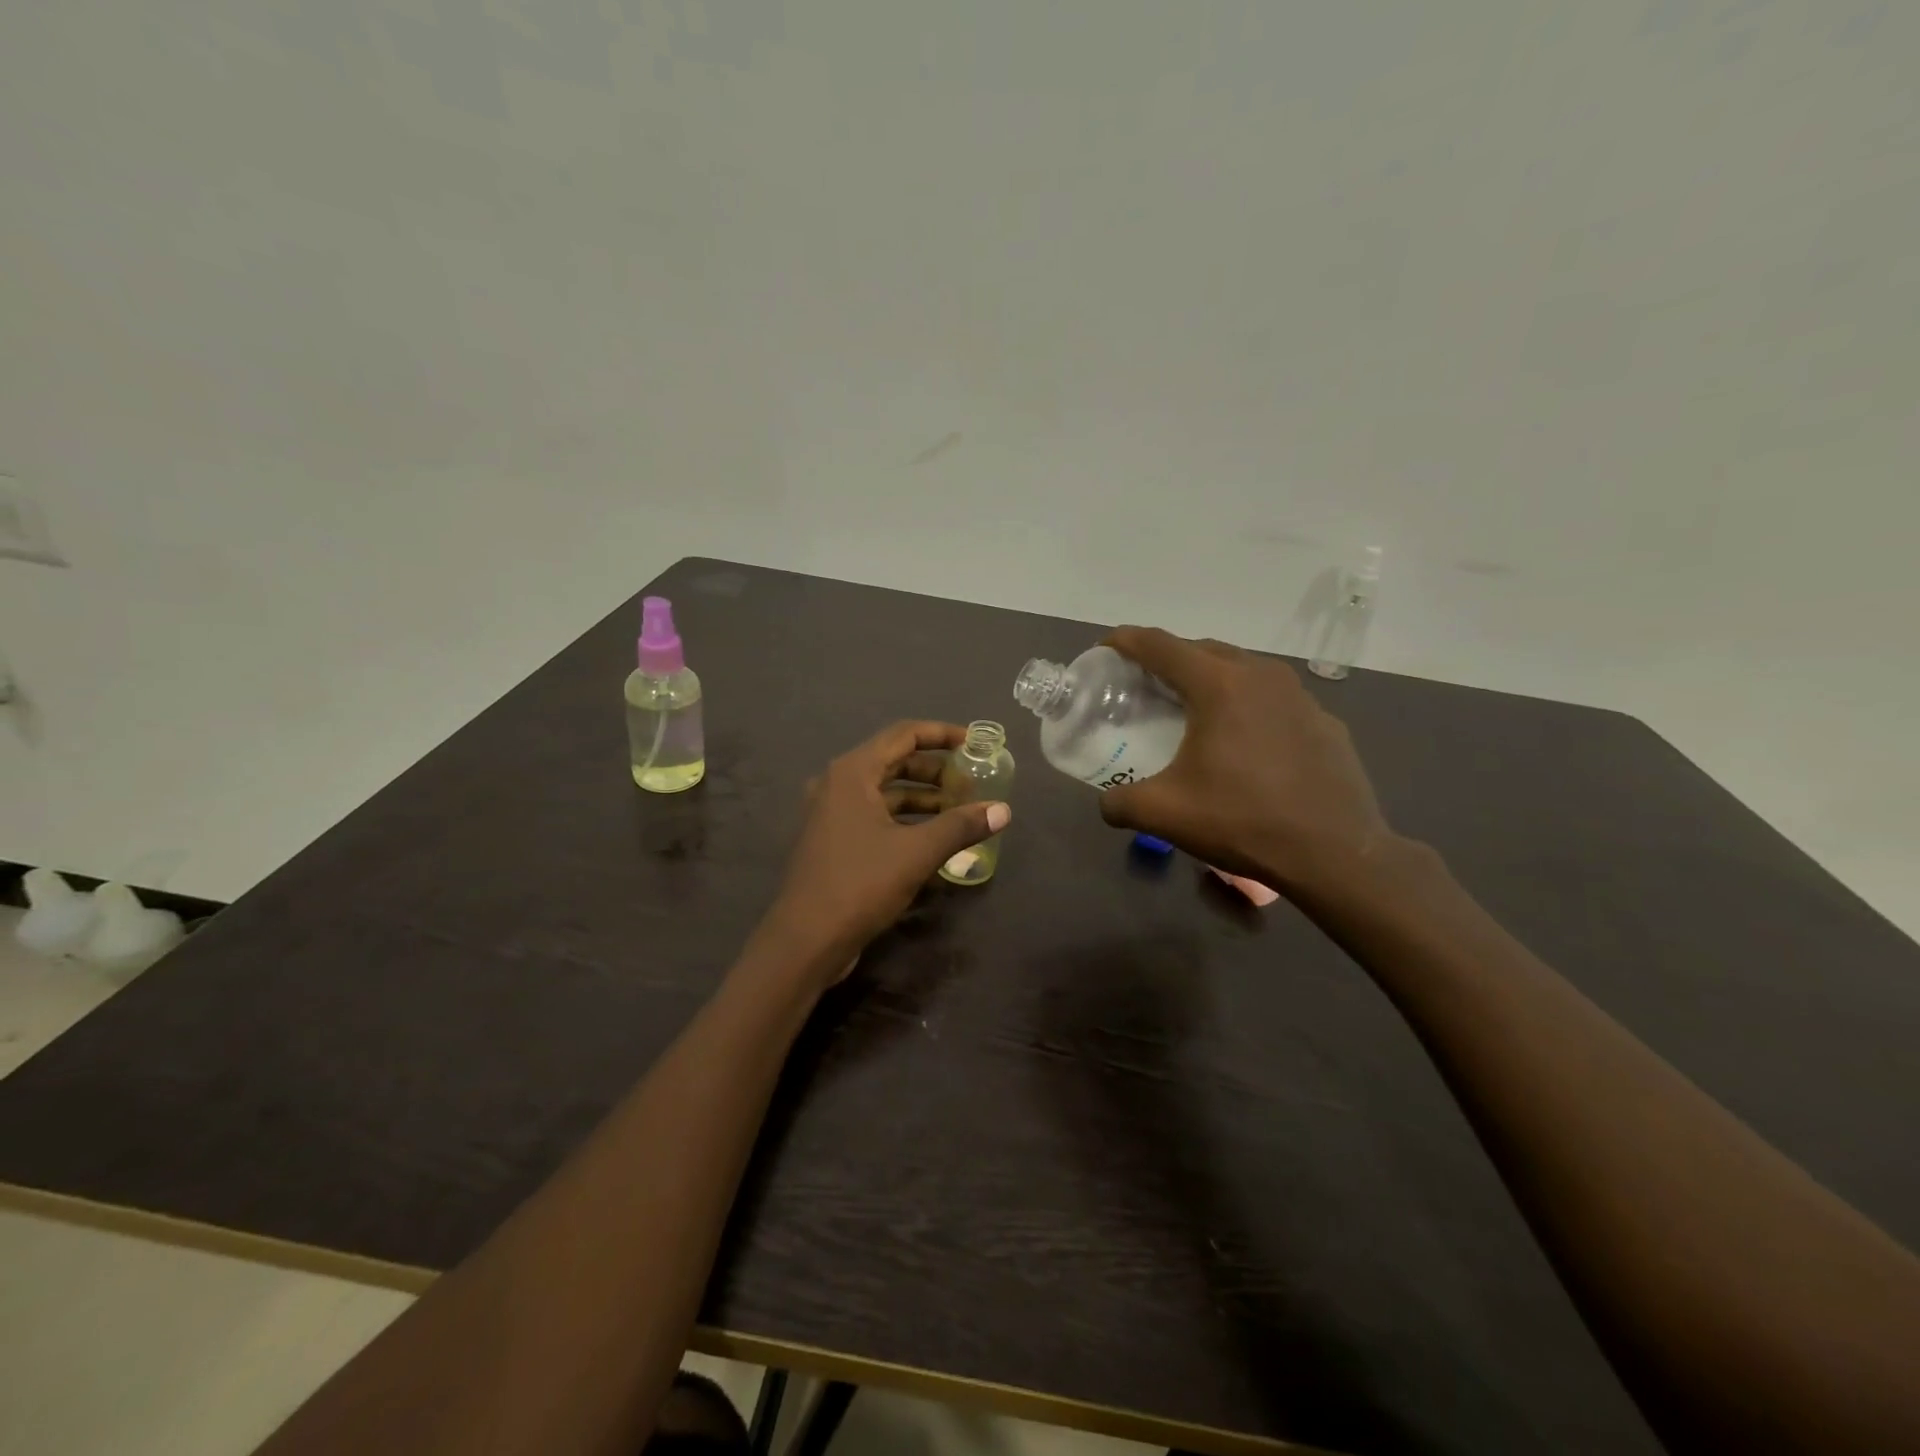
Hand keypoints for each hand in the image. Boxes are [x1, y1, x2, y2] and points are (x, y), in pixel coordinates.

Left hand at [756, 721, 1010, 982]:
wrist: (806, 940)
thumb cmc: (860, 884)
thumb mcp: (917, 852)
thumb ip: (961, 826)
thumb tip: (1003, 810)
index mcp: (852, 772)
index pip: (904, 734)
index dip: (942, 734)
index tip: (975, 744)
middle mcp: (838, 784)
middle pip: (894, 761)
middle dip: (935, 770)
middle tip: (971, 783)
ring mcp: (831, 813)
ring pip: (885, 791)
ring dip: (922, 797)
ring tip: (959, 811)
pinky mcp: (833, 840)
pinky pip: (875, 815)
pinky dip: (905, 819)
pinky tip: (933, 838)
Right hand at [1096, 627, 1394, 898]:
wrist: (1335, 855)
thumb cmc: (1242, 821)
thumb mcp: (1164, 814)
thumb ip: (1120, 803)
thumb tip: (1107, 804)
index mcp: (1218, 684)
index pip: (1160, 645)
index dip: (1126, 641)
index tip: (1106, 648)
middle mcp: (1261, 675)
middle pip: (1202, 649)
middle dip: (1168, 659)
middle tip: (1144, 684)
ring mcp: (1299, 696)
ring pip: (1242, 670)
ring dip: (1211, 679)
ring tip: (1192, 709)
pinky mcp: (1324, 720)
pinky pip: (1273, 699)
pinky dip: (1247, 706)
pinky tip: (1243, 742)